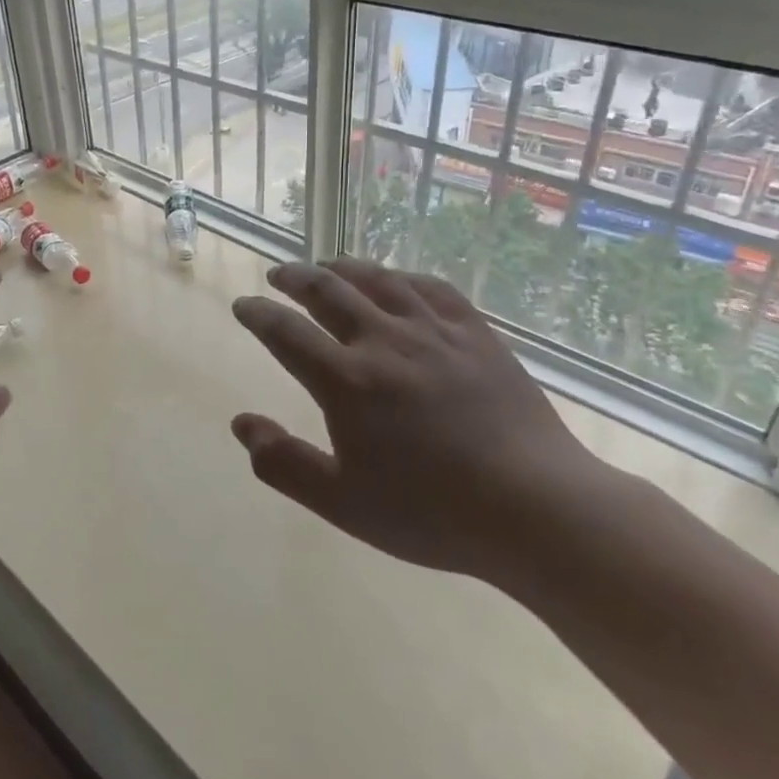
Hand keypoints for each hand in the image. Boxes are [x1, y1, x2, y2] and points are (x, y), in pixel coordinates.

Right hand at [230, 257, 601, 583]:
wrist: (537, 509)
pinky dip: (401, 276)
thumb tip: (241, 424)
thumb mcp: (342, 504)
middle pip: (328, 290)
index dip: (258, 314)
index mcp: (347, 382)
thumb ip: (284, 464)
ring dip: (343, 267)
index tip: (243, 306)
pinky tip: (396, 280)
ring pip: (378, 280)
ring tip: (326, 264)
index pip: (286, 332)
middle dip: (295, 278)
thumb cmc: (432, 513)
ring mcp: (434, 332)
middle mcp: (384, 342)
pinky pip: (431, 287)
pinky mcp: (476, 333)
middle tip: (279, 275)